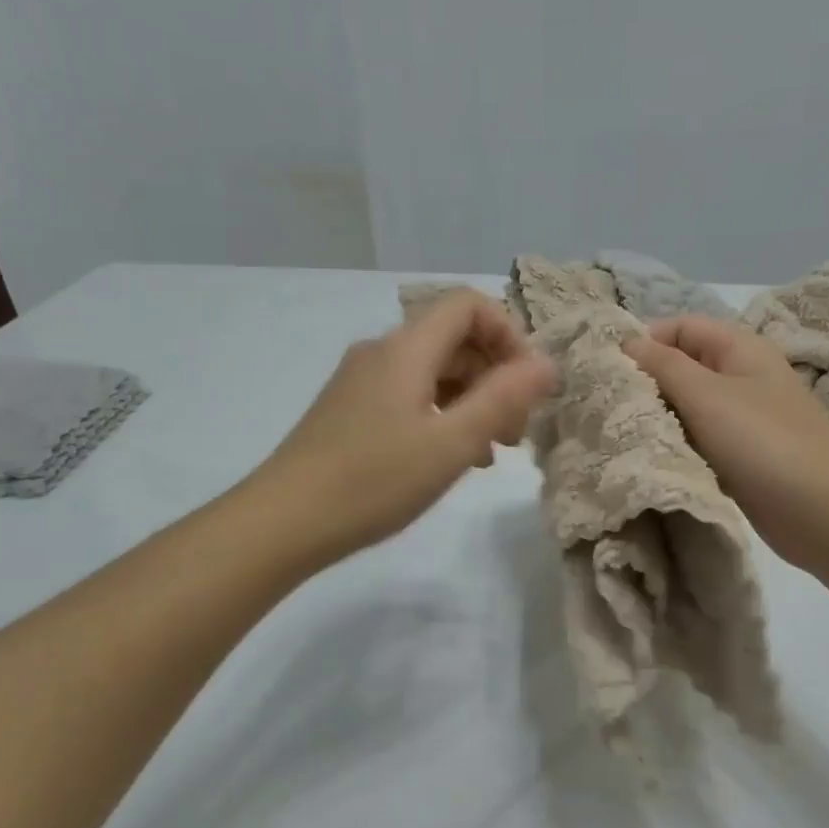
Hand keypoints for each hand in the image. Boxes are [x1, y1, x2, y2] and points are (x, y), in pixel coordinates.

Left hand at [259, 290, 556, 565]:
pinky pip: (410, 398)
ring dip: (471, 402)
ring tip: (491, 453)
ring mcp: (361, 383)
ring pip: (433, 374)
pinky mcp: (350, 412)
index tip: (527, 386)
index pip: (468, 305)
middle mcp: (382, 353)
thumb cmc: (373, 482)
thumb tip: (546, 362)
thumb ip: (503, 399)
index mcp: (406, 349)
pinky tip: (452, 460)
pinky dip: (441, 417)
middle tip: (516, 431)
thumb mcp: (450, 444)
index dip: (508, 334)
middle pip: (453, 340)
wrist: (282, 522)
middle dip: (495, 377)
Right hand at [625, 316, 828, 568]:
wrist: (821, 510)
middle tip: (608, 406)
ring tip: (621, 432)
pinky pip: (699, 439)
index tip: (609, 370)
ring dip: (658, 416)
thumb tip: (626, 341)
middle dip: (647, 381)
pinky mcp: (740, 455)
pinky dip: (676, 444)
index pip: (681, 326)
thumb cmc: (762, 441)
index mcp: (740, 348)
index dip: (645, 340)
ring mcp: (743, 418)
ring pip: (688, 406)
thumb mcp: (706, 395)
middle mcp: (742, 376)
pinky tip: (651, 457)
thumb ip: (663, 365)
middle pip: (683, 366)